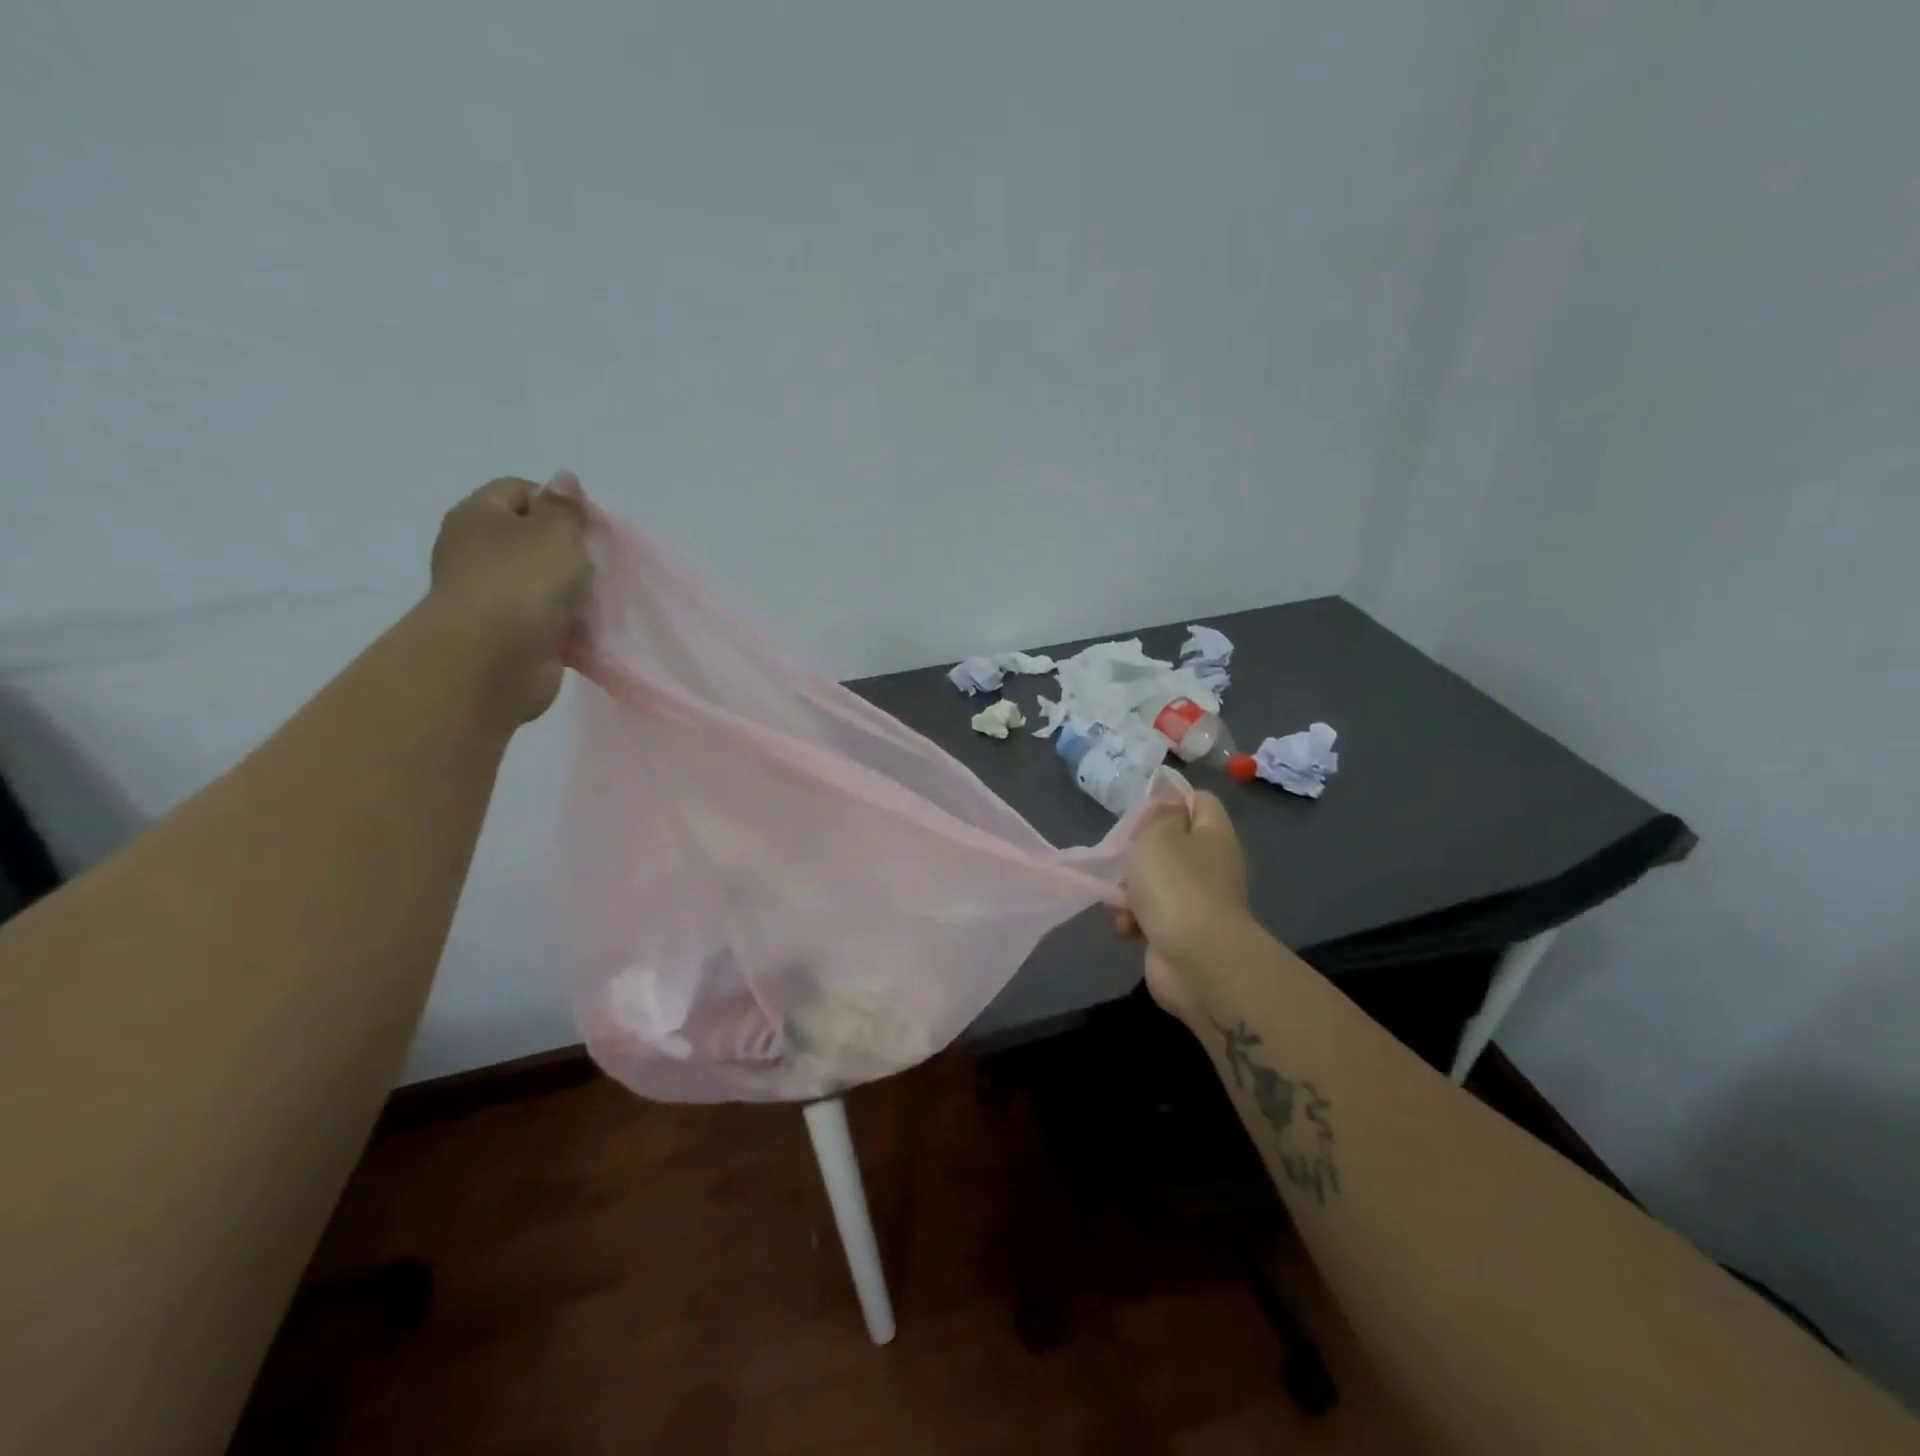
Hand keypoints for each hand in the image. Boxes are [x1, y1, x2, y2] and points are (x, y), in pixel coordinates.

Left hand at [426, 473, 591, 725]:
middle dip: (567, 550)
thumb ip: (566, 508)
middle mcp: (475, 552)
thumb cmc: (522, 583)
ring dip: (569, 589)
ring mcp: (488, 595)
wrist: (491, 660)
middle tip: (595, 563)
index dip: (558, 502)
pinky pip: (542, 618)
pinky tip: (584, 626)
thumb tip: (563, 480)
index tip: (590, 526)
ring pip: (540, 581)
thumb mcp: (555, 533)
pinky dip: (564, 622)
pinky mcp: (505, 633)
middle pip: (530, 538)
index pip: (520, 490)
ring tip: (594, 598)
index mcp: (478, 517)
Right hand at [1118, 792, 1255, 1023]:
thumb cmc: (1176, 886)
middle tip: (1122, 856)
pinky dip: (1134, 921)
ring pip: (1154, 884)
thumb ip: (1160, 813)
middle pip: (1172, 845)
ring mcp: (1197, 903)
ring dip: (1130, 891)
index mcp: (1214, 836)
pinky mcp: (1180, 934)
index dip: (1171, 799)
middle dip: (1140, 852)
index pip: (1200, 801)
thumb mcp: (1159, 836)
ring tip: (1117, 899)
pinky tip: (1125, 928)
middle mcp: (1211, 867)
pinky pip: (1150, 917)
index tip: (1141, 811)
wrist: (1196, 961)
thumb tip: (1171, 800)